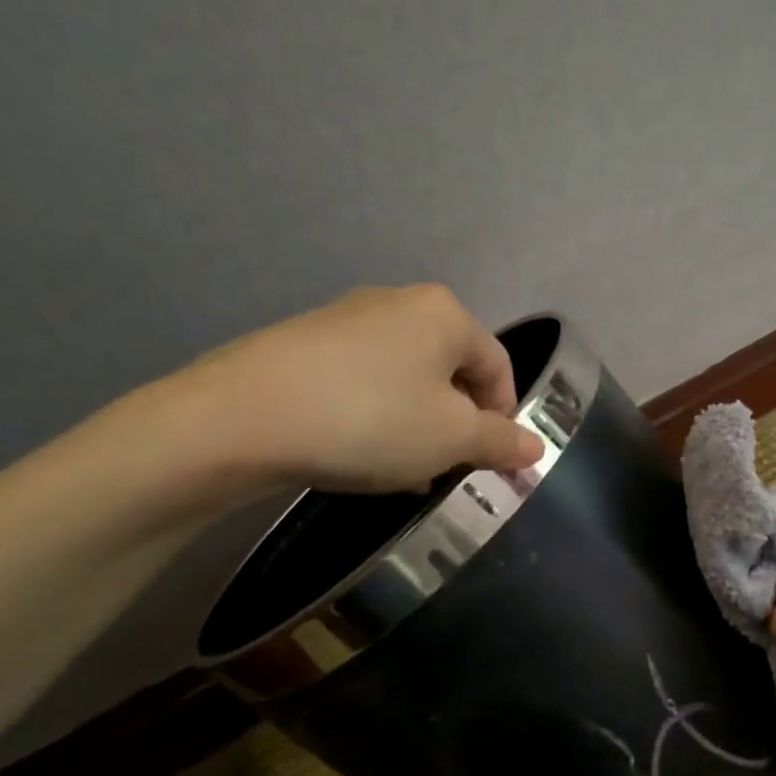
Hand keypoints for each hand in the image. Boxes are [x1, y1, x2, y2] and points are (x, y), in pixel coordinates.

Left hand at [157, 284, 545, 500]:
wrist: (240, 418)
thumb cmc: (370, 420)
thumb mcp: (451, 439)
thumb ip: (501, 442)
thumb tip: (535, 448)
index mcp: (444, 313)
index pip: (498, 366)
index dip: (504, 417)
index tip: (488, 461)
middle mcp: (399, 303)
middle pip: (451, 371)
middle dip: (455, 425)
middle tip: (444, 469)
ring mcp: (347, 319)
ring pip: (406, 380)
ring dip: (417, 426)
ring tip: (401, 472)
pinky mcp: (306, 343)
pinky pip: (364, 382)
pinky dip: (376, 417)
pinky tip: (358, 454)